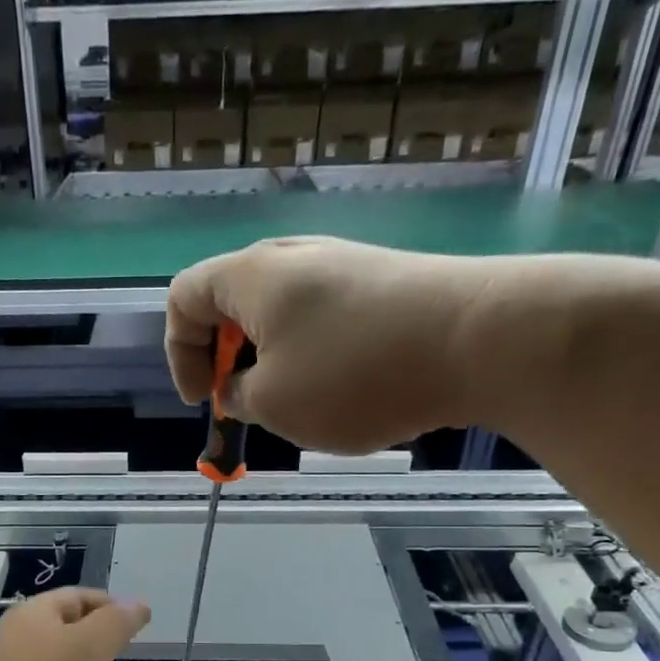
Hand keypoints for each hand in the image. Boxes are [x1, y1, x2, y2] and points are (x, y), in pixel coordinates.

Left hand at [0, 588, 151, 660]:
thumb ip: (117, 622)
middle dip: (99, 643)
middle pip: (68, 632)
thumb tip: (137, 605)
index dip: (109, 605)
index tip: (138, 625)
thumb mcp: (94, 645)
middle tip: (122, 658)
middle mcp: (17, 644)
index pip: (75, 597)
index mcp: (29, 617)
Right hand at [165, 236, 496, 453]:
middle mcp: (292, 257)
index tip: (204, 400)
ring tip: (296, 403)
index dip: (180, 354)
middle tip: (244, 403)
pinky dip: (313, 353)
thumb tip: (240, 386)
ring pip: (280, 312)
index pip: (184, 298)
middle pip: (231, 301)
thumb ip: (238, 396)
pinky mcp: (382, 282)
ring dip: (271, 361)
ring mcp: (343, 265)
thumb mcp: (274, 403)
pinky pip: (324, 316)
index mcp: (251, 276)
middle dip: (226, 359)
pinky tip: (344, 388)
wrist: (479, 339)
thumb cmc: (354, 373)